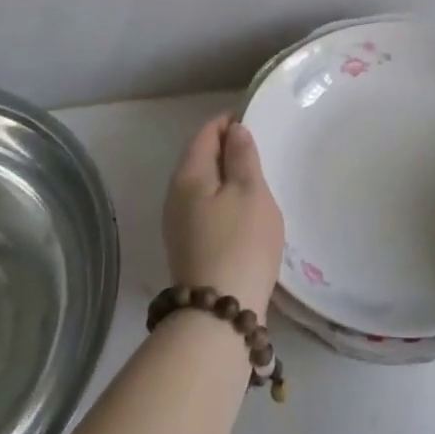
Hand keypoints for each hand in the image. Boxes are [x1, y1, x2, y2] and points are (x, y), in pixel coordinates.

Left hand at [162, 115, 284, 314]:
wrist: (219, 313)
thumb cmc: (241, 242)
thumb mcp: (250, 192)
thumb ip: (243, 156)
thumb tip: (234, 130)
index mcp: (189, 174)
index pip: (206, 133)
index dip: (229, 122)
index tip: (254, 120)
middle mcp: (175, 194)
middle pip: (200, 158)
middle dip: (226, 148)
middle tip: (259, 149)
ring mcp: (177, 223)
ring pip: (202, 184)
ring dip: (225, 176)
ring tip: (255, 179)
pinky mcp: (186, 246)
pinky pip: (204, 207)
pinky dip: (222, 199)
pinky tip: (242, 211)